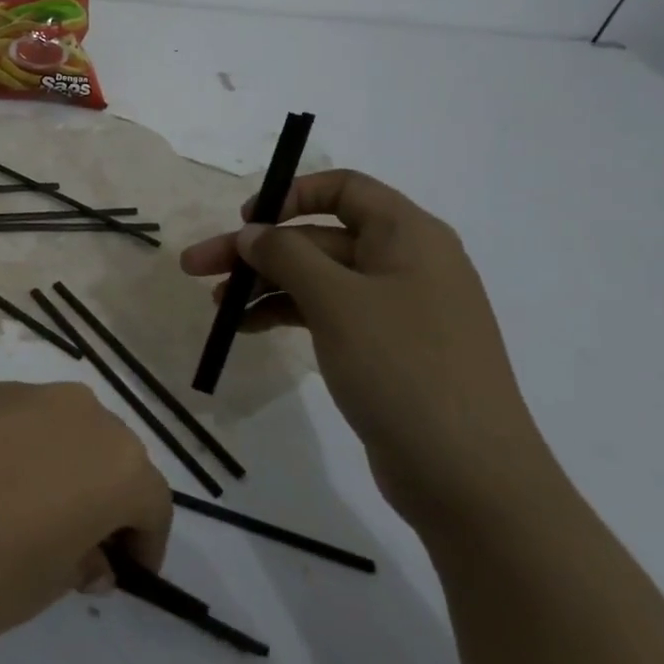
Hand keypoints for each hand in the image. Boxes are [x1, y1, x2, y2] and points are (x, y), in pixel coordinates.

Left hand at [0, 381, 171, 653]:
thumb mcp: (46, 586)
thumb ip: (79, 560)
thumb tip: (86, 551)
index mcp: (115, 460)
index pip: (151, 502)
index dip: (144, 543)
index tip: (125, 576)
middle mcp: (77, 412)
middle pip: (110, 456)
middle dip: (104, 500)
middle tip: (78, 548)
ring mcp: (20, 394)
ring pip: (62, 432)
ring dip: (61, 469)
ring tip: (27, 517)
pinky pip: (16, 423)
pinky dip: (18, 452)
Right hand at [180, 169, 556, 529]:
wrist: (467, 475)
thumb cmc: (403, 368)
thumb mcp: (337, 301)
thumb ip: (287, 256)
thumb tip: (252, 233)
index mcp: (407, 235)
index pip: (344, 188)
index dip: (290, 195)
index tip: (245, 221)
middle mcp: (404, 262)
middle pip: (318, 237)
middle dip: (256, 250)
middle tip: (196, 267)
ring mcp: (395, 308)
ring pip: (317, 278)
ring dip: (264, 285)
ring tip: (216, 307)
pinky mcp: (384, 348)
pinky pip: (326, 313)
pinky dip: (285, 314)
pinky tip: (247, 328)